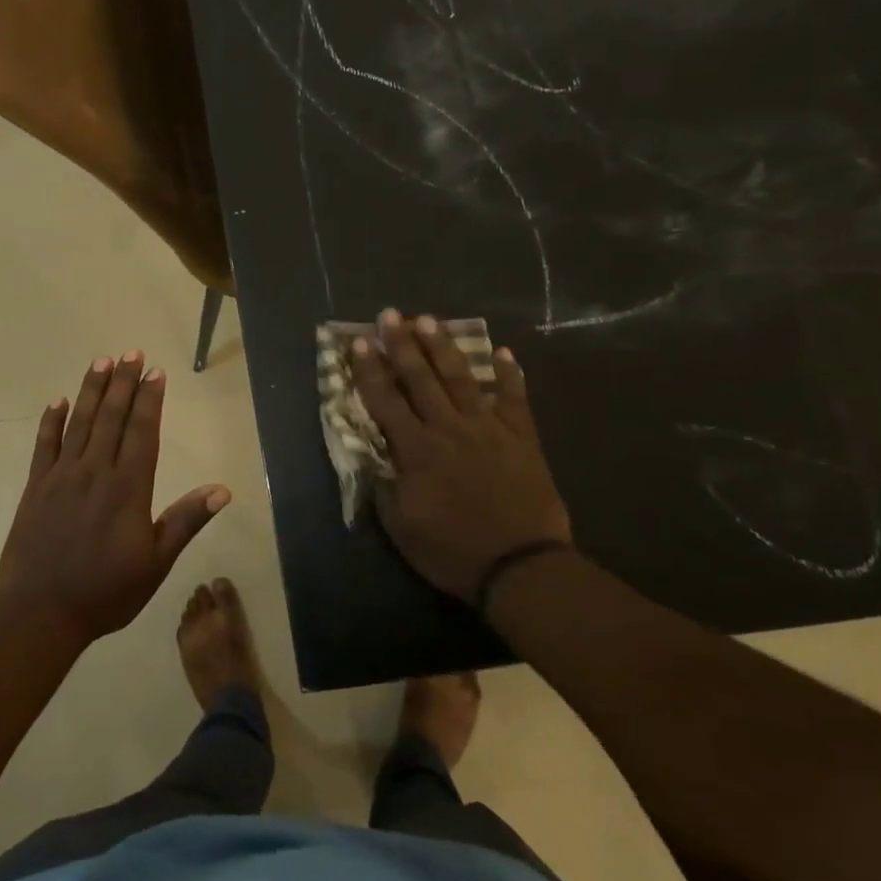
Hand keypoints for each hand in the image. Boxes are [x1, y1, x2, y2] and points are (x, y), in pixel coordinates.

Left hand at [0, 350, 231, 645]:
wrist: (40, 613)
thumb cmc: (106, 592)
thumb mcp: (156, 563)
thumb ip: (185, 521)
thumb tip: (222, 490)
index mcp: (128, 488)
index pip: (143, 432)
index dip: (150, 399)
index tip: (155, 371)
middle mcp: (95, 472)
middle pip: (112, 418)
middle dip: (123, 383)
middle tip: (131, 352)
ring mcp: (61, 477)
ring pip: (80, 423)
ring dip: (92, 390)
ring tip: (101, 362)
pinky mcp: (35, 488)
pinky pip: (44, 446)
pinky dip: (51, 422)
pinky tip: (58, 402)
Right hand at [349, 310, 571, 603]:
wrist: (521, 566)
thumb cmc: (452, 550)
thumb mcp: (401, 527)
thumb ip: (383, 487)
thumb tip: (373, 458)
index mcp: (416, 450)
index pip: (385, 400)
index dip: (369, 370)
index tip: (358, 343)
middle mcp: (448, 428)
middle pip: (420, 378)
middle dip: (401, 344)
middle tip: (390, 314)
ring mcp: (488, 428)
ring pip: (461, 378)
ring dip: (443, 347)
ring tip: (429, 320)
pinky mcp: (521, 437)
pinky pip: (514, 398)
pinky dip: (509, 374)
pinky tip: (503, 353)